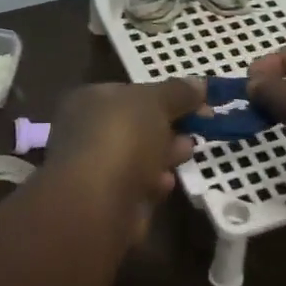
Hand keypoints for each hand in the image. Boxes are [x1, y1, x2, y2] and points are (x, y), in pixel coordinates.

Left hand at [47, 79, 203, 239]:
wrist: (96, 202)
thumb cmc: (122, 137)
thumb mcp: (155, 102)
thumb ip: (178, 92)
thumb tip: (199, 82)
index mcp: (89, 99)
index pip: (130, 92)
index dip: (166, 95)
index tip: (199, 102)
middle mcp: (86, 130)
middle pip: (136, 124)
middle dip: (169, 126)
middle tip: (199, 127)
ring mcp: (93, 167)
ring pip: (138, 156)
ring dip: (165, 154)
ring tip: (186, 153)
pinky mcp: (105, 200)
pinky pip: (136, 184)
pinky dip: (153, 182)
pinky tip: (165, 183)